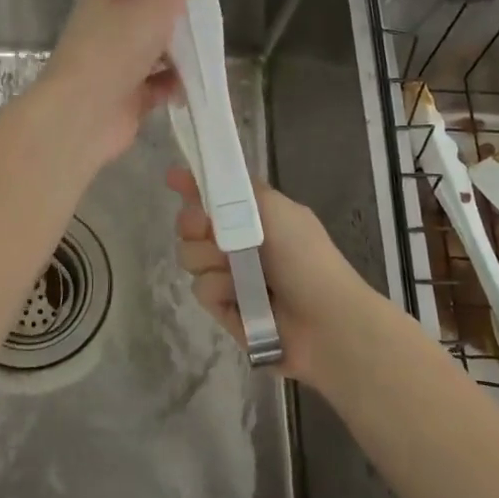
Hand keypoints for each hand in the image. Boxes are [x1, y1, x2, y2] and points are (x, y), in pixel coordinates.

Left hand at [29, 0, 205, 167]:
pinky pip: (159, 82)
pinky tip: (198, 81)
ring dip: (182, 48)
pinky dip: (177, 82)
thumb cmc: (113, 49)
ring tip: (213, 43)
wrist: (82, 116)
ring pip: (157, 46)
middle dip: (180, 7)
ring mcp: (118, 60)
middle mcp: (109, 23)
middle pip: (150, 7)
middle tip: (213, 5)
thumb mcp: (151, 4)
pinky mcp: (128, 94)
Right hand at [167, 167, 372, 384]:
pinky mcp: (224, 310)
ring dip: (209, 260)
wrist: (326, 322)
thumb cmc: (305, 257)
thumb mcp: (277, 209)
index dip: (191, 186)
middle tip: (206, 228)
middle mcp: (238, 244)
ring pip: (190, 257)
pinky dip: (219, 290)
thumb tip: (207, 175)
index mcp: (254, 216)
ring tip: (235, 270)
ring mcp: (229, 277)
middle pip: (190, 225)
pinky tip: (240, 298)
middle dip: (193, 224)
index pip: (213, 195)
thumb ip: (239, 189)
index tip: (172, 179)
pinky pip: (200, 290)